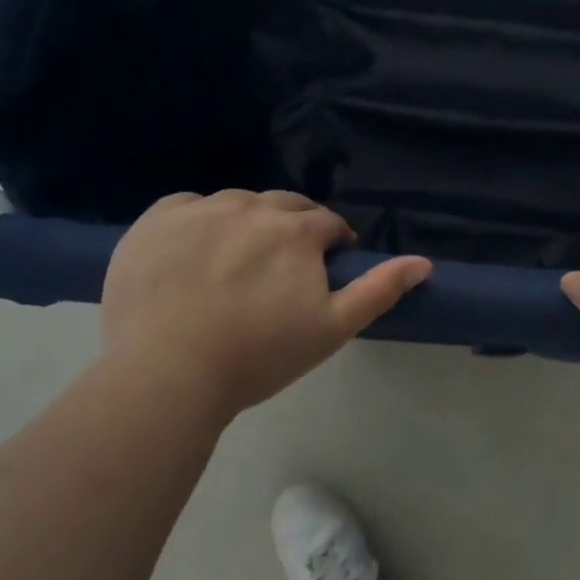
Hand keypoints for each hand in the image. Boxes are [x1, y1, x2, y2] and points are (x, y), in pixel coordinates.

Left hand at [101, 190, 430, 417]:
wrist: (167, 376)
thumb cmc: (259, 355)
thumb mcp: (332, 328)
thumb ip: (379, 289)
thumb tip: (424, 262)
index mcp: (297, 230)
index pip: (327, 224)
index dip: (331, 247)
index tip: (320, 275)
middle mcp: (252, 206)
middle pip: (284, 206)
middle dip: (293, 230)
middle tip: (279, 272)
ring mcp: (200, 210)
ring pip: (237, 203)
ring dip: (247, 223)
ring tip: (235, 265)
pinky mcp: (155, 221)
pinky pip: (187, 206)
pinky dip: (198, 221)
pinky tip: (193, 253)